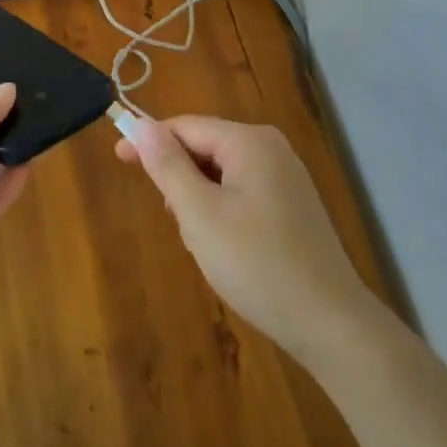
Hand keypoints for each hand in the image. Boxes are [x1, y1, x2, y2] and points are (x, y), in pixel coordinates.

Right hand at [117, 116, 373, 360]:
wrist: (329, 322)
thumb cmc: (256, 263)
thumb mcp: (199, 213)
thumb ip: (167, 165)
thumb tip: (141, 124)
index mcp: (250, 142)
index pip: (186, 126)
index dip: (149, 141)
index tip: (117, 158)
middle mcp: (271, 149)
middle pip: (204, 147)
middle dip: (180, 180)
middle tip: (175, 222)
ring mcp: (286, 177)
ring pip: (221, 174)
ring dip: (199, 201)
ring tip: (203, 243)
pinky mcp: (292, 205)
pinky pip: (241, 192)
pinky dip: (222, 213)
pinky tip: (226, 249)